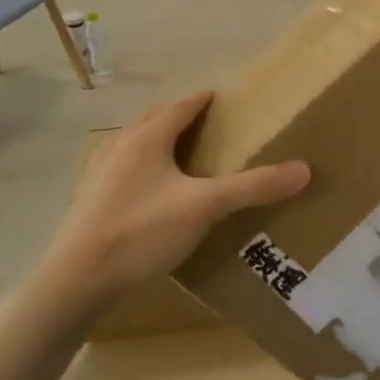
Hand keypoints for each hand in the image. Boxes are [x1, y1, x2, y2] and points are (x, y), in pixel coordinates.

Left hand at [32, 93, 309, 322]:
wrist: (75, 281)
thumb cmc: (142, 232)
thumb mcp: (206, 207)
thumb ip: (254, 187)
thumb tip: (304, 169)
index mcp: (147, 138)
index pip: (181, 107)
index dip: (203, 100)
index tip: (222, 98)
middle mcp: (119, 146)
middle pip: (154, 121)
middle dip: (179, 118)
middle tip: (207, 126)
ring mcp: (98, 174)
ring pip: (133, 145)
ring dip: (157, 142)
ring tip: (180, 157)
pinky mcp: (88, 201)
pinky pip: (120, 170)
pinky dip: (140, 168)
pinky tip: (149, 193)